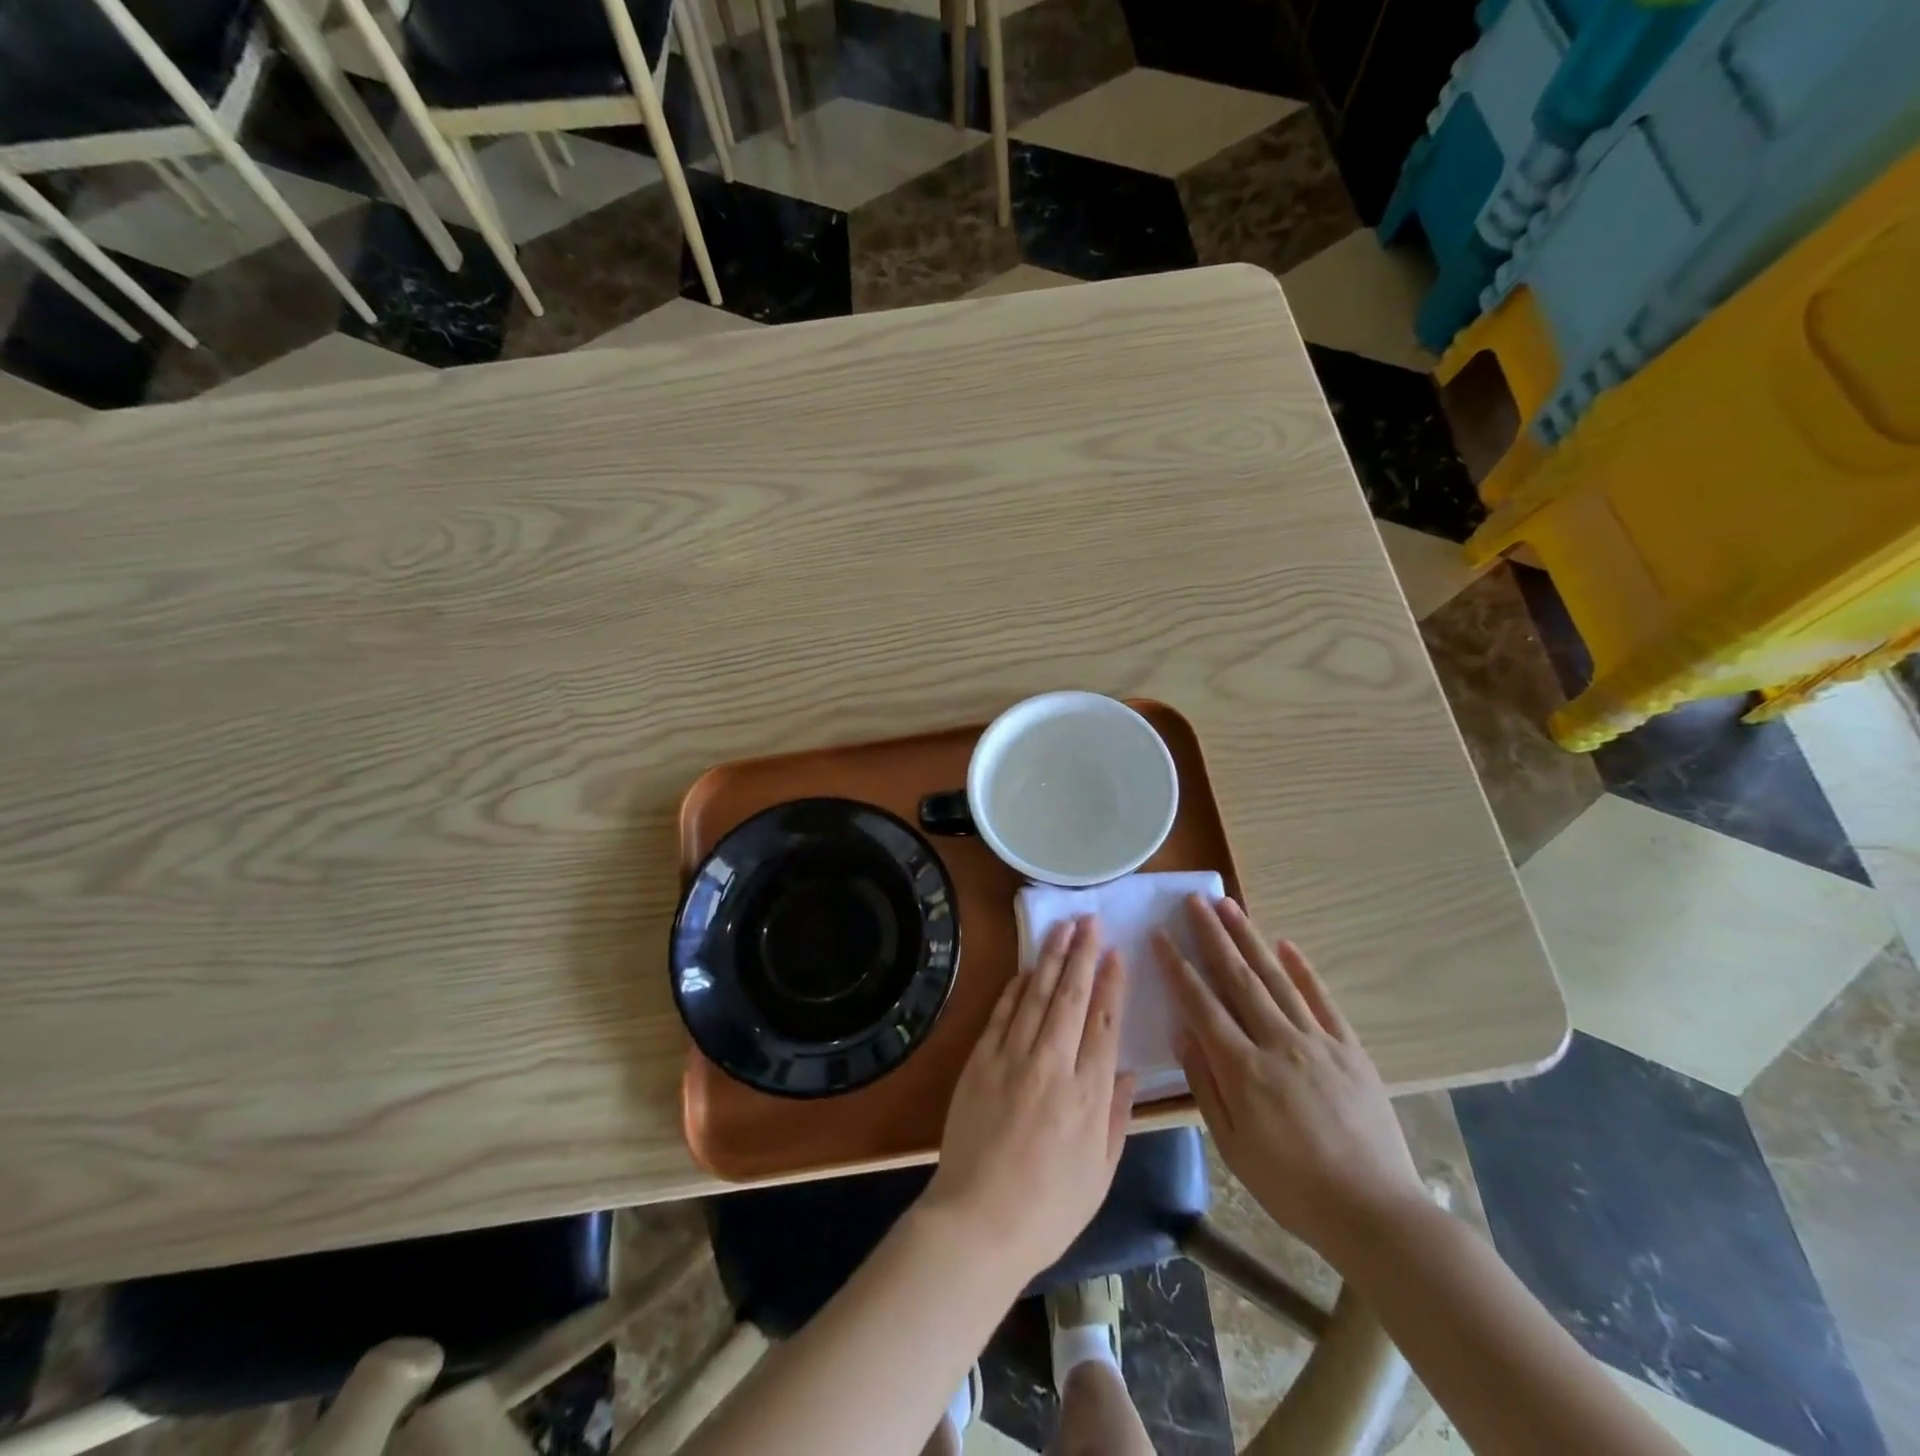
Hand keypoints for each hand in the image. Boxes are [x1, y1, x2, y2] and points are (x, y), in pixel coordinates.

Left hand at [922, 916, 1135, 1284]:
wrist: (978, 1222)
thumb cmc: (1048, 1210)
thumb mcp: (1100, 1174)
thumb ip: (1116, 1118)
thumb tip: (1128, 1073)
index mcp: (1088, 1095)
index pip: (1104, 1023)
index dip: (1111, 984)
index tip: (1116, 953)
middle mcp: (1052, 1066)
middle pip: (1071, 997)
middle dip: (1082, 954)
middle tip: (1090, 920)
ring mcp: (1012, 1059)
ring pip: (1036, 996)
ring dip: (1050, 958)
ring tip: (1062, 928)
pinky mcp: (980, 1061)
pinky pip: (1001, 1014)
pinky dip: (1015, 988)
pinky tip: (1026, 969)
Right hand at [1155, 897, 1422, 1262]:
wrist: (1375, 1213)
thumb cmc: (1292, 1187)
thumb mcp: (1233, 1147)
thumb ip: (1205, 1086)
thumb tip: (1183, 1034)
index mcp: (1243, 1069)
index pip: (1201, 1004)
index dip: (1177, 967)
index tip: (1160, 935)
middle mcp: (1277, 1043)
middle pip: (1238, 978)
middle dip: (1212, 936)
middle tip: (1194, 901)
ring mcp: (1317, 1042)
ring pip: (1276, 978)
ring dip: (1249, 939)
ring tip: (1229, 906)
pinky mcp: (1349, 1049)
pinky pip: (1322, 1000)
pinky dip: (1303, 970)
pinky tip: (1286, 944)